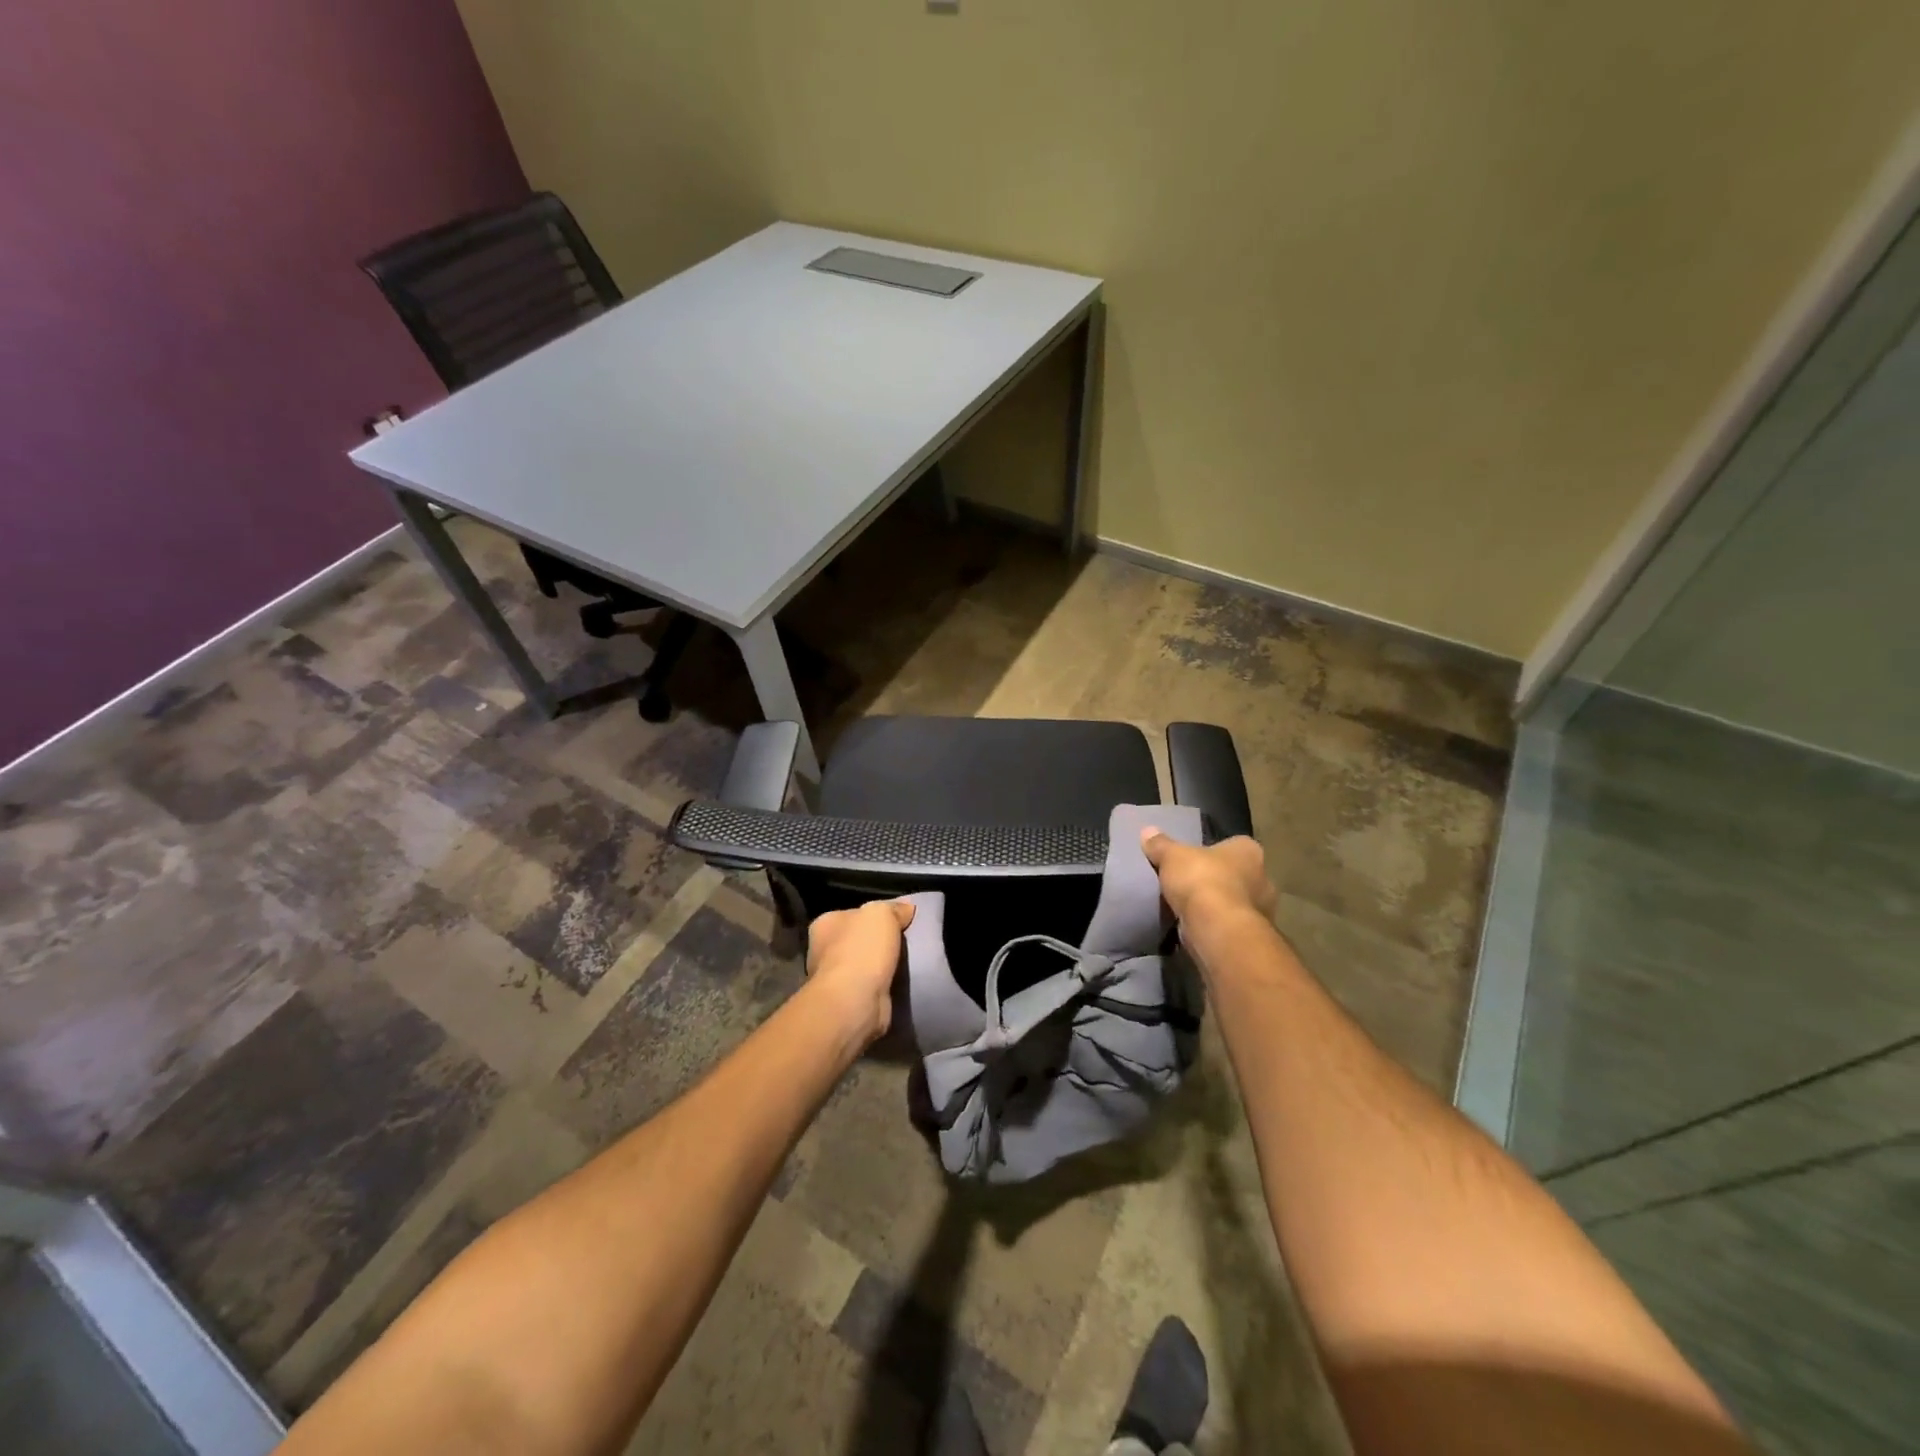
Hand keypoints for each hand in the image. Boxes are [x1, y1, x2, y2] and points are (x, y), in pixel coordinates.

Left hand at [805, 899, 915, 1044]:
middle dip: (878, 943)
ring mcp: (834, 979)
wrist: (854, 1003)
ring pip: (864, 965)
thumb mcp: (882, 914)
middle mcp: (823, 950)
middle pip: (858, 940)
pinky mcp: (847, 1002)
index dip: (876, 916)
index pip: (854, 914)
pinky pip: (870, 987)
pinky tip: (899, 985)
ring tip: (907, 965)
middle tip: (906, 943)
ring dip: (881, 967)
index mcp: (825, 924)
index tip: (898, 921)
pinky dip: (882, 987)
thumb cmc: (862, 950)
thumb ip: (894, 908)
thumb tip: (906, 908)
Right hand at [1140, 830, 1276, 933]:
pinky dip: (1218, 925)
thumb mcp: (1171, 856)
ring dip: (1220, 905)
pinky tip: (1198, 927)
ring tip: (1192, 908)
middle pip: (1238, 875)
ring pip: (1237, 902)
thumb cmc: (1201, 880)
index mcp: (1249, 851)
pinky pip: (1232, 925)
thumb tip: (1148, 831)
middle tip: (1193, 884)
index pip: (1235, 845)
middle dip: (1220, 880)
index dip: (1215, 852)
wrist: (1216, 928)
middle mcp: (1264, 877)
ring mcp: (1263, 909)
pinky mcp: (1252, 935)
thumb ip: (1161, 844)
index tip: (1197, 860)